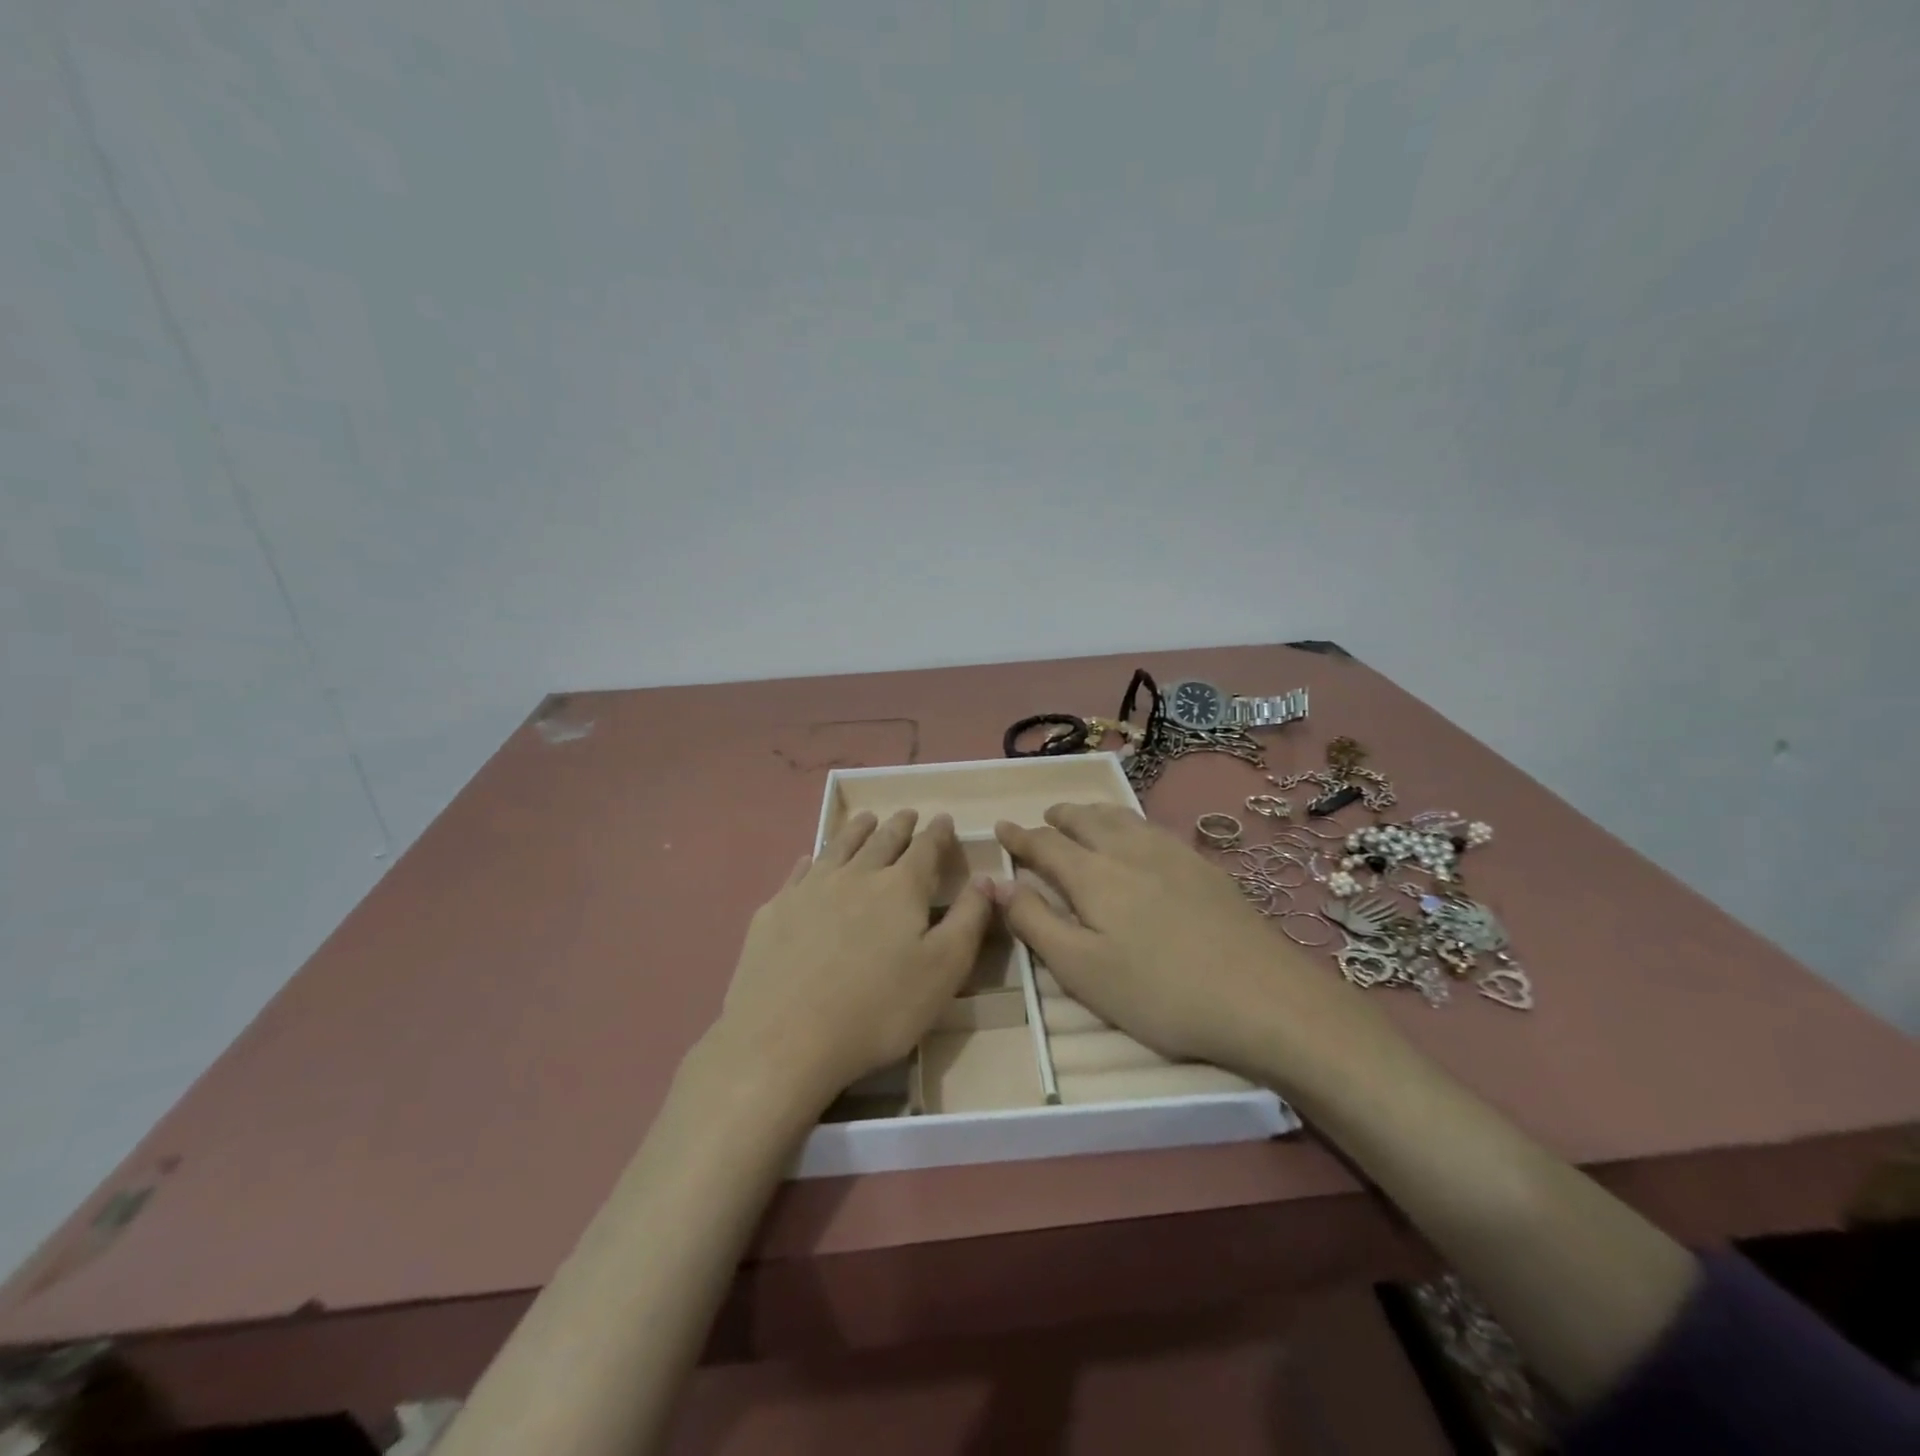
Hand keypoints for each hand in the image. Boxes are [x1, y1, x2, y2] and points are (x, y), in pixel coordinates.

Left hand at [709, 810, 992, 1111]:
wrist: (784, 1038)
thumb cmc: (878, 1010)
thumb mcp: (943, 971)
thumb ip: (968, 920)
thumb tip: (987, 879)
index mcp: (901, 888)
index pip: (925, 848)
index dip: (938, 833)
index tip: (944, 819)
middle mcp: (856, 875)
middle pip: (882, 840)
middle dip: (899, 825)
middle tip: (907, 814)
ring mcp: (810, 889)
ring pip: (839, 847)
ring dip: (856, 830)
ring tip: (866, 820)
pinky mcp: (775, 910)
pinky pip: (798, 872)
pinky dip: (810, 860)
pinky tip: (809, 860)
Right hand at [994, 804, 1385, 1087]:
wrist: (1261, 996)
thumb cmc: (1158, 992)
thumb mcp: (1081, 969)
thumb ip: (1035, 921)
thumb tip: (995, 882)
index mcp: (1092, 875)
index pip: (1045, 844)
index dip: (1019, 836)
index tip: (1000, 826)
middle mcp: (1128, 850)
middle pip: (1085, 820)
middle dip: (1059, 817)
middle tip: (1044, 819)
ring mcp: (1171, 853)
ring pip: (1122, 818)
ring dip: (1094, 813)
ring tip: (1084, 817)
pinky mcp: (1204, 866)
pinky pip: (1153, 827)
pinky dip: (1130, 822)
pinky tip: (1139, 837)